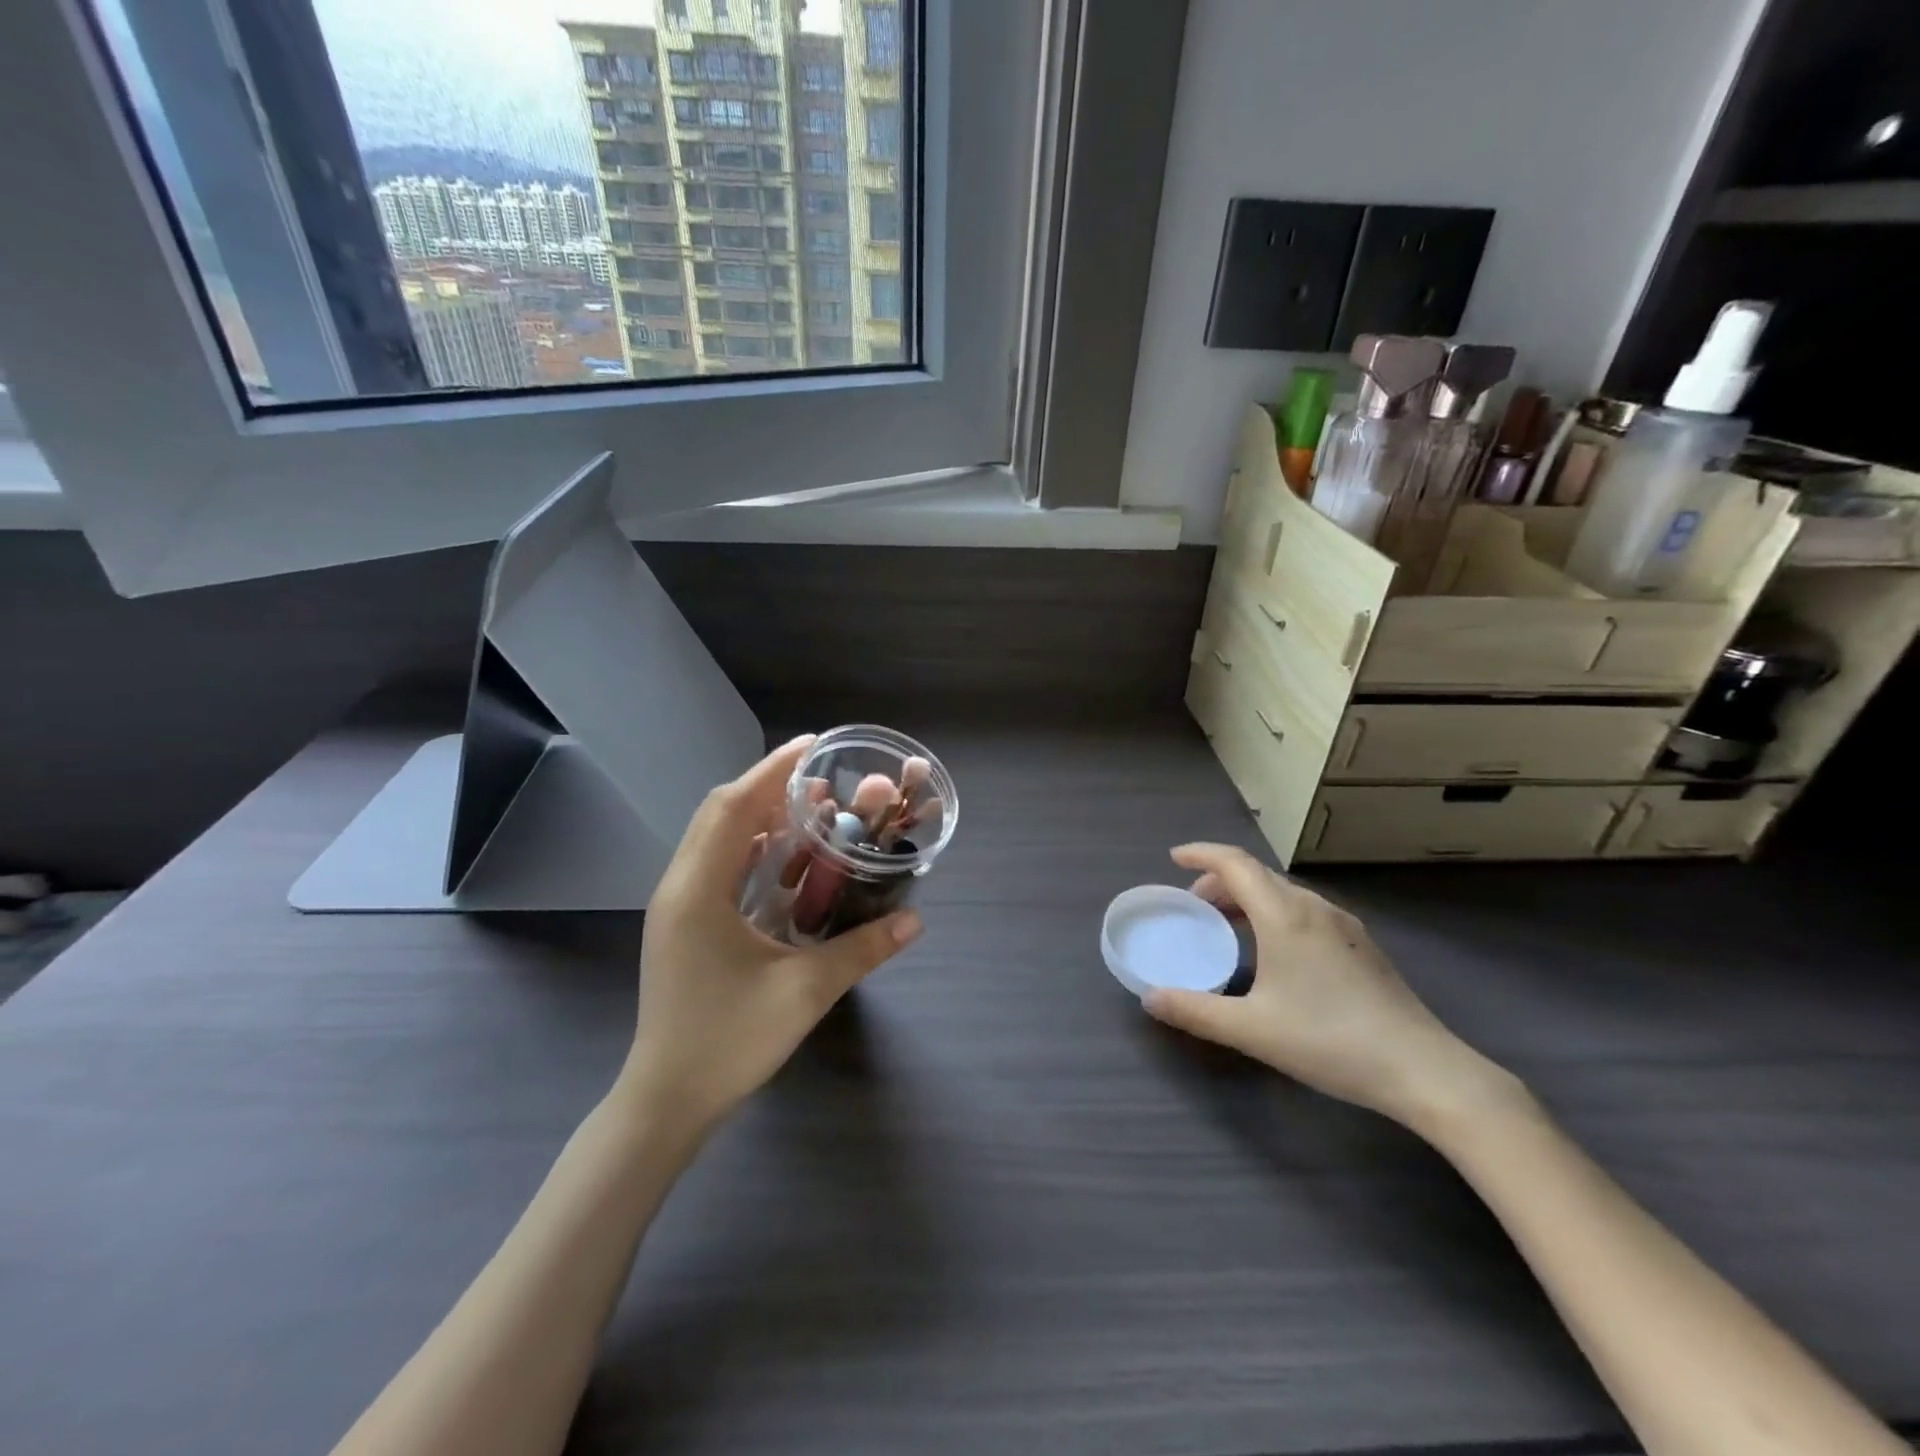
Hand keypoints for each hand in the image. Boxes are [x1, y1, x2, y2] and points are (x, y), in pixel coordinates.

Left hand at [621, 736, 922, 1140]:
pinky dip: (750, 849)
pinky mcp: (682, 926)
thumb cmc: (729, 1041)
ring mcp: (677, 907)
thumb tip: (915, 920)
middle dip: (769, 787)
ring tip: (808, 810)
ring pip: (716, 839)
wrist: (666, 1101)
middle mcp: (680, 886)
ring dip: (759, 817)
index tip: (811, 745)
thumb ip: (862, 950)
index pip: (734, 807)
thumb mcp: (804, 992)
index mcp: (698, 889)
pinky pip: (716, 866)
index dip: (773, 770)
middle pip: (721, 813)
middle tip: (819, 780)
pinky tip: (785, 861)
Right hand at [1142, 844, 1512, 1128]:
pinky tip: (1274, 950)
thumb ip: (1195, 1011)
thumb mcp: (1252, 1030)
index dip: (1201, 853)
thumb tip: (1150, 998)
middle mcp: (1314, 908)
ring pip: (1284, 892)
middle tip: (1194, 905)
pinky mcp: (1361, 946)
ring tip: (1228, 925)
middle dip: (1219, 880)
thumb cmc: (1330, 1040)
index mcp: (1284, 915)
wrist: (1424, 1069)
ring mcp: (1344, 925)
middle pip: (1258, 874)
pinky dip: (1274, 912)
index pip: (1235, 863)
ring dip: (1248, 897)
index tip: (1173, 857)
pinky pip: (1304, 910)